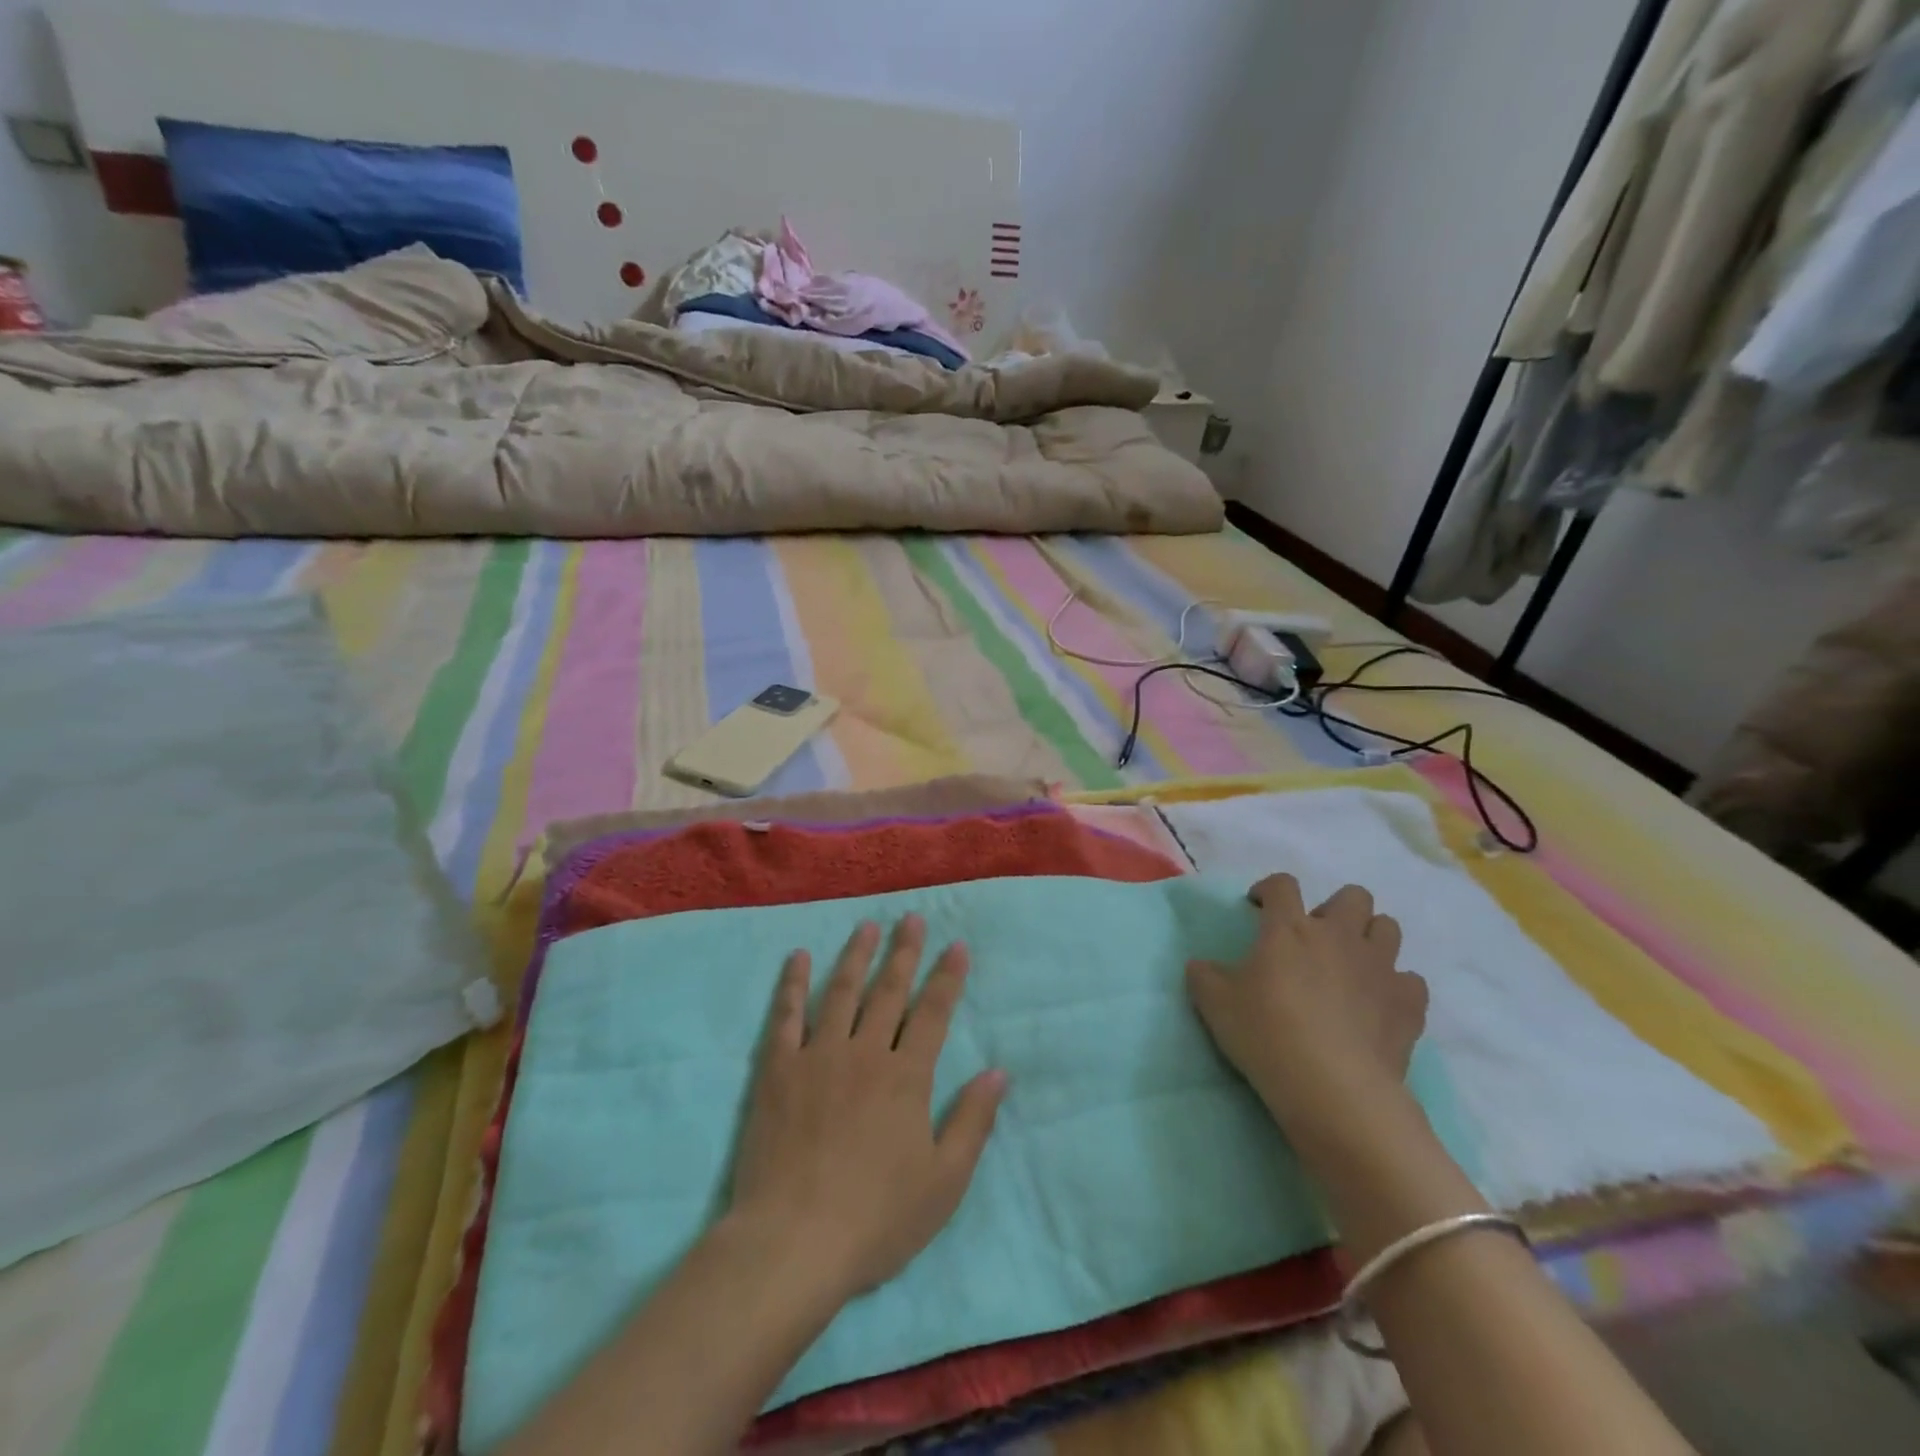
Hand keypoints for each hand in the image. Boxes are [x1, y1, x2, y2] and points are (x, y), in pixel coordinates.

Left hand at [728, 915, 1006, 1299]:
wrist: (793, 1242)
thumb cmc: (876, 1219)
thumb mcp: (944, 1182)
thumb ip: (972, 1122)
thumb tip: (997, 1071)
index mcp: (906, 1077)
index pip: (933, 1013)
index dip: (947, 977)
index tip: (956, 945)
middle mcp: (865, 1053)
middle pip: (889, 992)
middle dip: (904, 953)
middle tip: (912, 919)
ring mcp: (818, 1056)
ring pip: (841, 992)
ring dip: (856, 956)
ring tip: (866, 926)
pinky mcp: (777, 1070)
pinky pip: (786, 1017)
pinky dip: (792, 985)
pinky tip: (797, 958)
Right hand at [1186, 875, 1428, 1144]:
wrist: (1333, 1089)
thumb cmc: (1266, 1034)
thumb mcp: (1214, 1004)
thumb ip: (1204, 976)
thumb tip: (1199, 965)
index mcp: (1289, 928)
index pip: (1282, 884)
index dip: (1268, 889)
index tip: (1258, 907)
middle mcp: (1339, 936)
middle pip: (1353, 896)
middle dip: (1335, 908)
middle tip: (1314, 938)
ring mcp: (1379, 968)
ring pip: (1388, 928)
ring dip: (1370, 938)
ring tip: (1350, 965)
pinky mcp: (1408, 1004)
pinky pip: (1410, 981)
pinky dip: (1396, 987)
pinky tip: (1378, 1004)